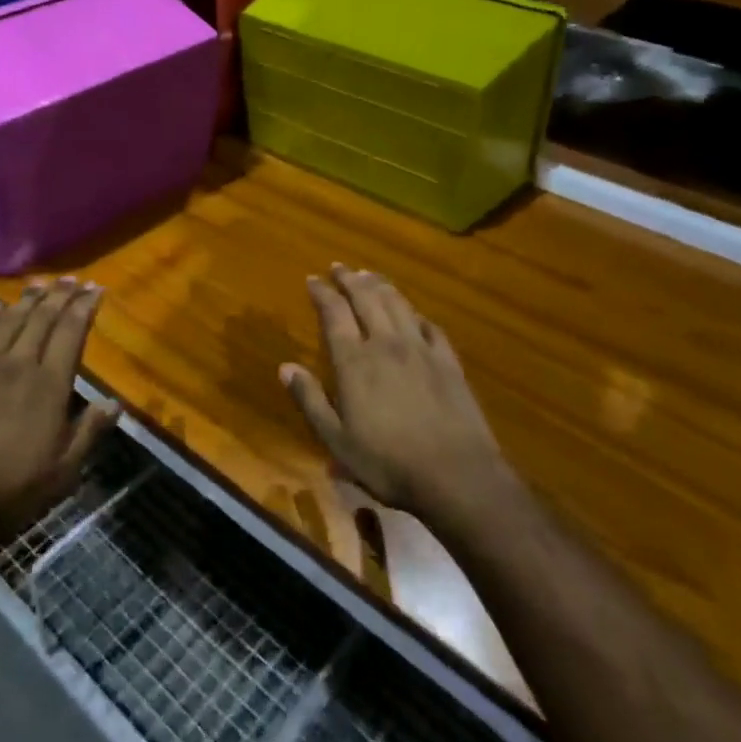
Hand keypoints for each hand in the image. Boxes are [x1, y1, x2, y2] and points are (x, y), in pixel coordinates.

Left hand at [0, 278, 121, 550]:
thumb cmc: (9, 489)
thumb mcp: (62, 471)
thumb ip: (89, 432)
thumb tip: (114, 402)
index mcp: (49, 385)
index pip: (71, 332)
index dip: (85, 307)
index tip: (96, 288)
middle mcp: (18, 364)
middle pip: (42, 318)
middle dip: (60, 295)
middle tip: (72, 279)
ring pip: (9, 320)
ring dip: (27, 299)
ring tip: (39, 283)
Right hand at [281, 264, 508, 523]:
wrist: (456, 475)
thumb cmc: (388, 462)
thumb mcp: (336, 440)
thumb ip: (310, 400)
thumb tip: (285, 367)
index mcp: (354, 361)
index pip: (335, 313)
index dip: (322, 293)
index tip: (312, 279)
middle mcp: (386, 344)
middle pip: (366, 299)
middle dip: (349, 279)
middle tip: (338, 266)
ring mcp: (421, 349)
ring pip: (398, 304)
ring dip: (380, 286)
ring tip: (369, 275)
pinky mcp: (448, 361)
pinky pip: (429, 326)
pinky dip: (415, 313)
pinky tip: (413, 313)